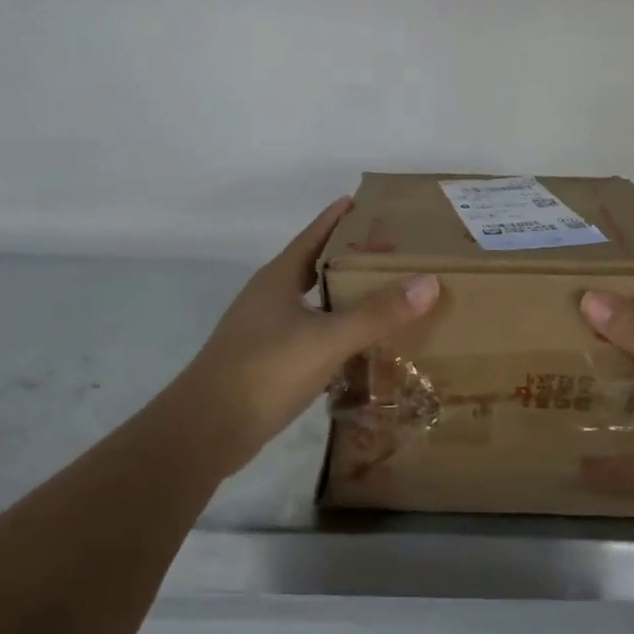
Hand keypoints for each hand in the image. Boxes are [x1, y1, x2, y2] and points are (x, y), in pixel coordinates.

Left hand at [170, 198, 438, 472]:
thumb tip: (429, 282)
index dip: (338, 217)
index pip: (313, 235)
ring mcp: (264, 330)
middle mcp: (269, 298)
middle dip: (349, 257)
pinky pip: (309, 334)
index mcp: (278, 278)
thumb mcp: (327, 339)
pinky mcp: (266, 362)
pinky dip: (335, 331)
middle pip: (314, 266)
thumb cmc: (263, 370)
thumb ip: (377, 313)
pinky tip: (358, 344)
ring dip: (343, 296)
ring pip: (312, 302)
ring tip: (383, 294)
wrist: (205, 432)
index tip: (366, 202)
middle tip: (391, 252)